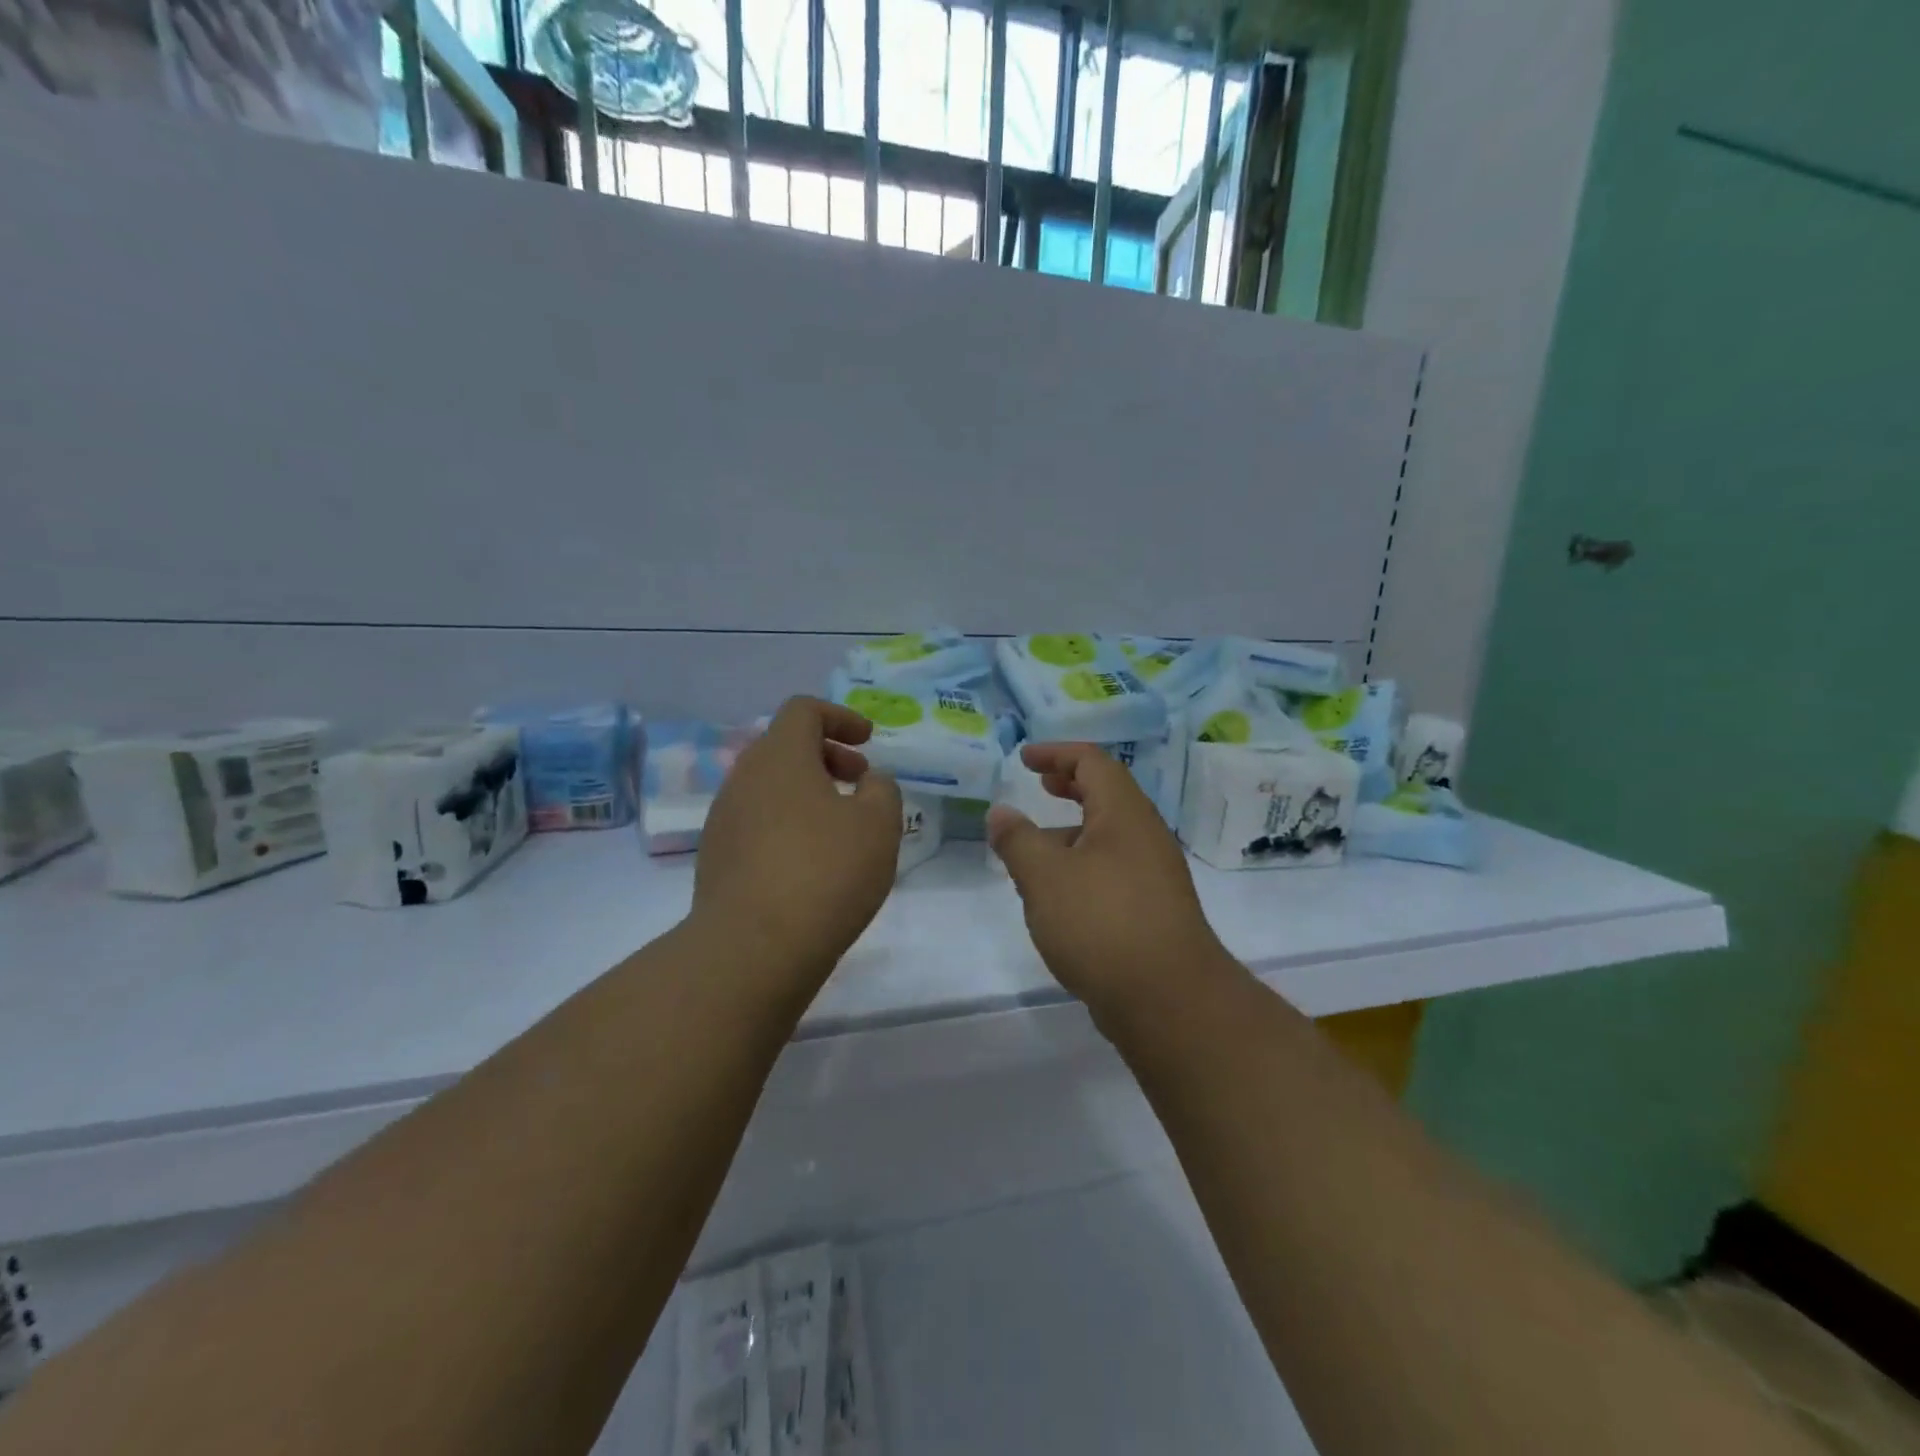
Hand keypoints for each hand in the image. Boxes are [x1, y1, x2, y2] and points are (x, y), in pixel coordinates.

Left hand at [691, 697, 903, 985]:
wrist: (753, 949)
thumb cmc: (825, 872)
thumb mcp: (878, 824)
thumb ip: (882, 790)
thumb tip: (868, 783)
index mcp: (779, 756)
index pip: (803, 710)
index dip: (840, 717)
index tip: (868, 741)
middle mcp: (743, 778)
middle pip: (784, 747)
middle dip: (827, 755)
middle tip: (860, 781)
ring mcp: (723, 819)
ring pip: (770, 787)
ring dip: (808, 792)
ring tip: (841, 827)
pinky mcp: (716, 859)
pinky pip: (757, 822)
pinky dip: (788, 824)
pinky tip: (812, 863)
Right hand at [987, 743, 1234, 1027]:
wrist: (1168, 1000)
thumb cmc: (1101, 923)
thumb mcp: (1044, 876)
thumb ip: (1017, 839)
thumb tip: (1001, 812)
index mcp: (1124, 814)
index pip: (1092, 762)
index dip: (1056, 753)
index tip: (1024, 760)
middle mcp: (1145, 836)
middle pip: (1107, 794)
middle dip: (1070, 785)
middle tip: (1040, 786)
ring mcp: (1154, 874)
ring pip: (1109, 835)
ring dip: (1072, 830)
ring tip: (1034, 849)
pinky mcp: (1153, 909)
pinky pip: (1113, 869)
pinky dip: (1083, 864)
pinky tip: (1058, 896)